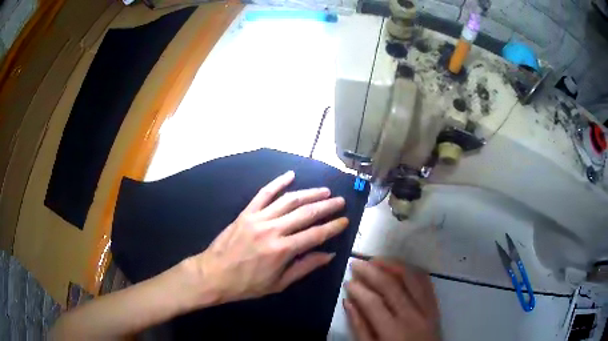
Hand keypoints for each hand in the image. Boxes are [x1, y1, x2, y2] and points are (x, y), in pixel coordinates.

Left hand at [185, 170, 348, 304]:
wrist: (213, 274)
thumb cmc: (247, 284)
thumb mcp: (279, 283)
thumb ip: (305, 267)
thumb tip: (328, 255)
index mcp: (282, 250)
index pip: (316, 234)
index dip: (333, 226)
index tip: (345, 220)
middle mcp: (273, 230)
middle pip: (305, 213)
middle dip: (326, 206)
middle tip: (340, 201)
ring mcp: (258, 218)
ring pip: (288, 200)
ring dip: (309, 193)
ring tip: (324, 191)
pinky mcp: (246, 213)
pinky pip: (263, 193)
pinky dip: (277, 183)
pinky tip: (290, 175)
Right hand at [344, 259, 440, 340]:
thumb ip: (359, 328)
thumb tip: (348, 302)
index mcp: (392, 330)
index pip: (373, 302)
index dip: (358, 289)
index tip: (347, 281)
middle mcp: (412, 315)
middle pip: (391, 285)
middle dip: (372, 271)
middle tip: (357, 263)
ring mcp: (426, 309)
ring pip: (411, 278)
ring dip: (393, 265)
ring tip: (376, 260)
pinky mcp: (435, 306)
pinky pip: (426, 282)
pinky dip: (413, 271)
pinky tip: (401, 267)